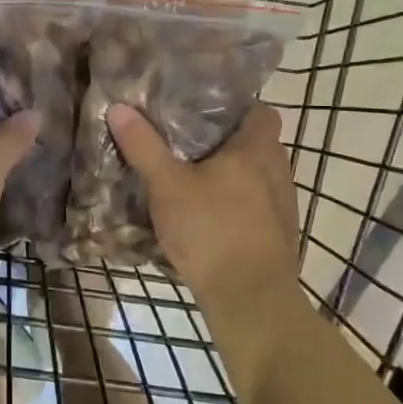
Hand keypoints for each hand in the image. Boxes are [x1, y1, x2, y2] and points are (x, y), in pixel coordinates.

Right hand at [107, 101, 302, 320]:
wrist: (250, 296)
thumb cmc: (210, 229)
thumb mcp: (167, 185)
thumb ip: (144, 146)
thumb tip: (119, 107)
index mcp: (257, 150)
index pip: (261, 112)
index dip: (237, 108)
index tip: (204, 111)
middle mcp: (278, 172)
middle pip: (257, 145)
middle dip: (227, 144)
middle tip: (189, 145)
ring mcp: (283, 206)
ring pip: (257, 179)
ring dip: (233, 178)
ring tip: (195, 181)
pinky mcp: (279, 236)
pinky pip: (257, 208)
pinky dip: (237, 207)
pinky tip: (209, 220)